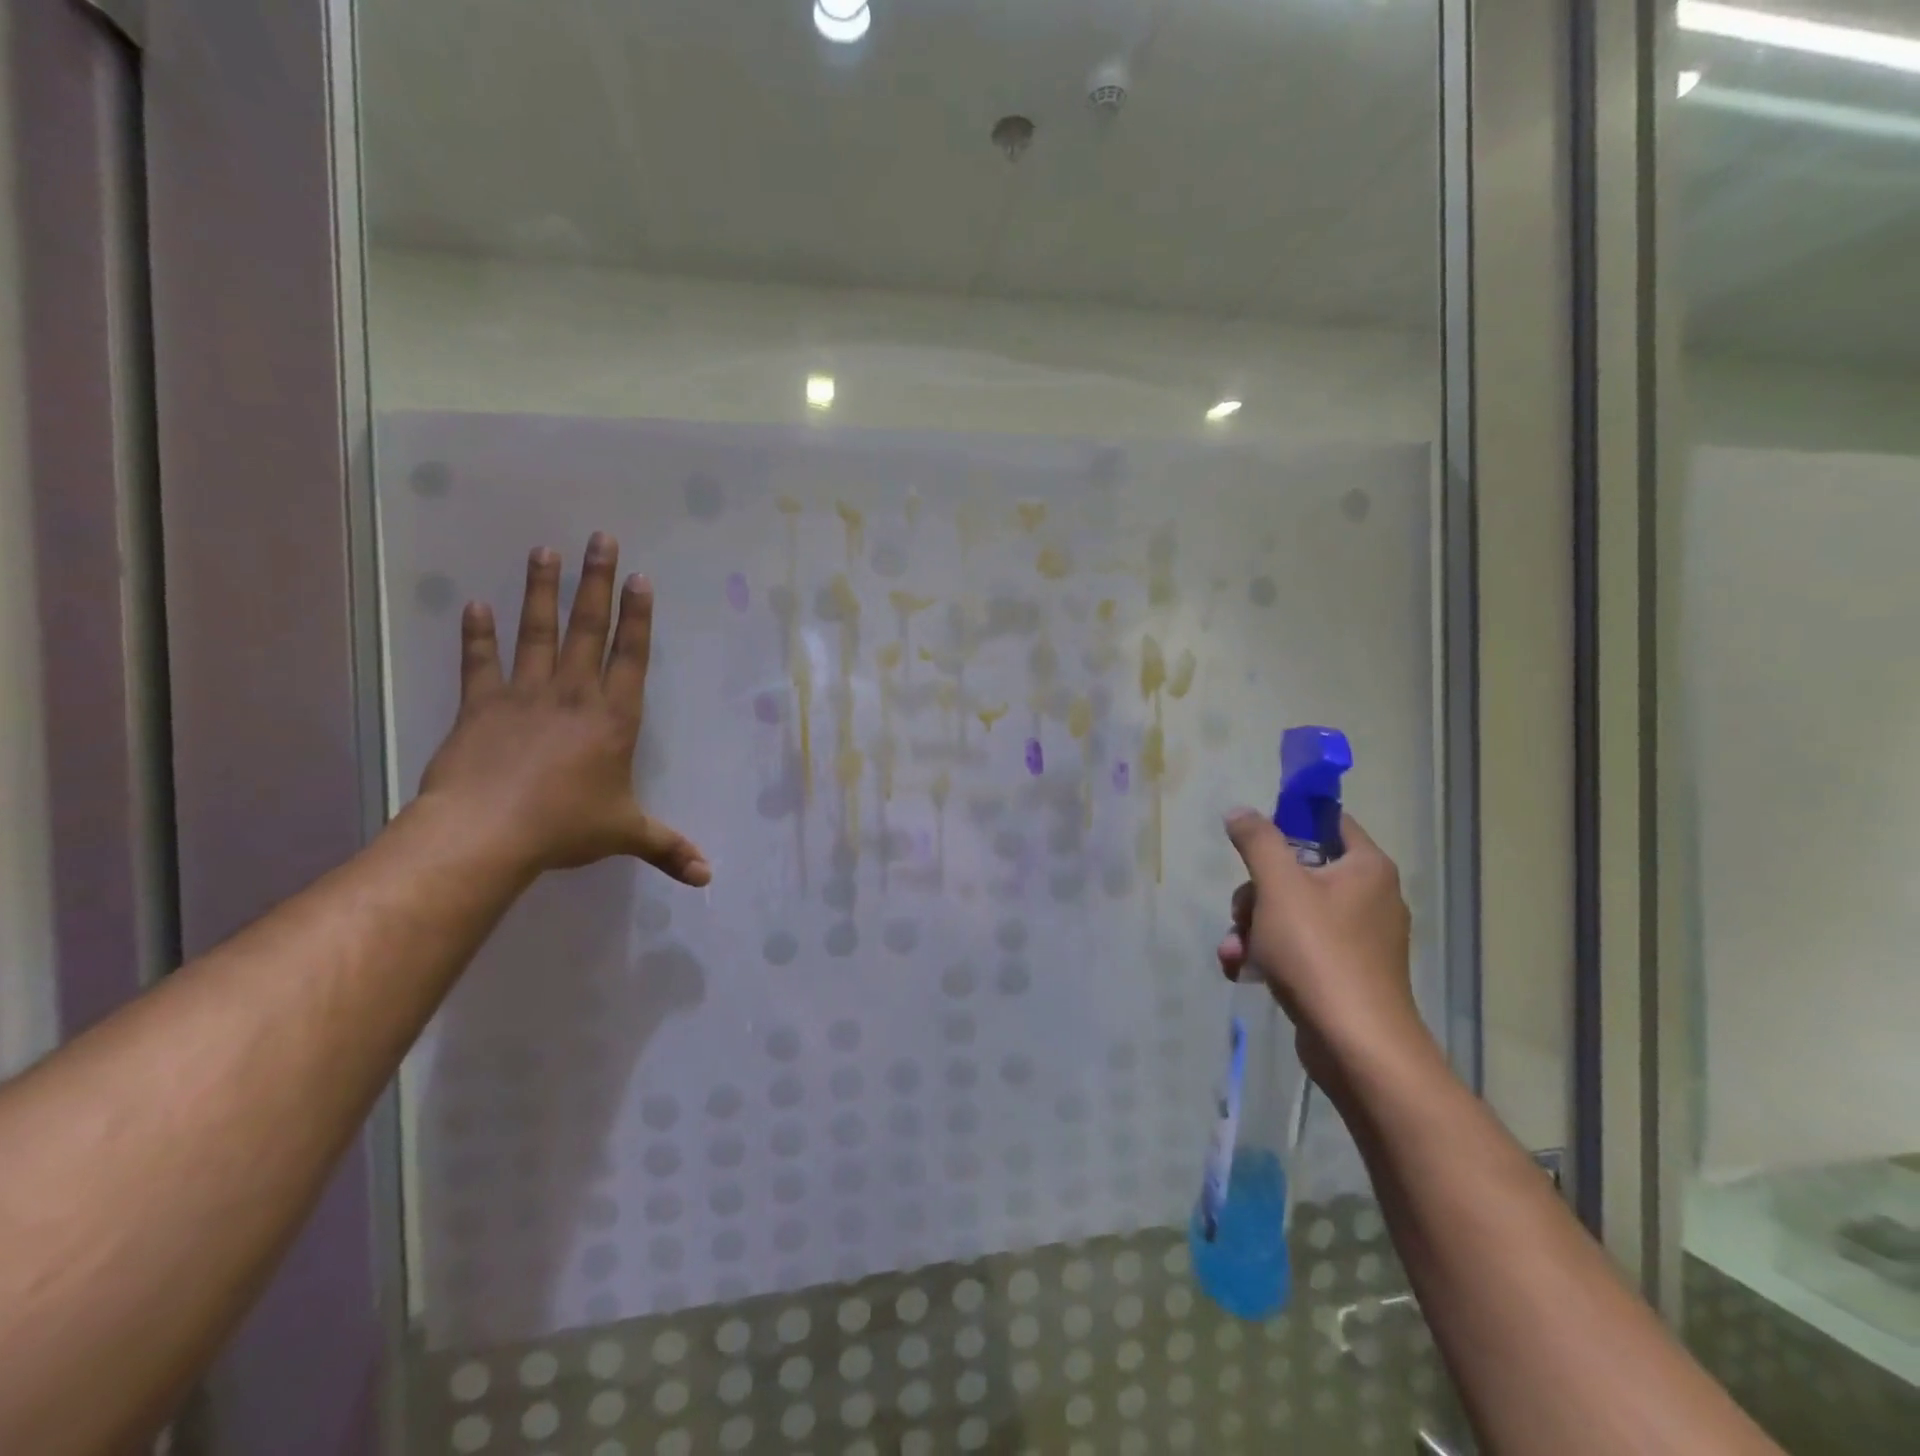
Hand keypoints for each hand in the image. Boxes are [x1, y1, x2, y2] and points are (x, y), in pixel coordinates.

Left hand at [416, 533, 710, 885]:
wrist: (488, 832)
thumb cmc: (565, 827)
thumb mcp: (625, 835)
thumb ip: (668, 848)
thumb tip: (709, 877)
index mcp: (614, 718)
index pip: (631, 656)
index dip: (638, 617)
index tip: (639, 579)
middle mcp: (574, 694)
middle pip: (588, 628)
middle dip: (597, 583)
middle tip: (600, 539)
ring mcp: (525, 694)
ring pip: (538, 632)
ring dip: (542, 590)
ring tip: (545, 550)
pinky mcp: (481, 705)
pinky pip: (480, 662)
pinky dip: (478, 634)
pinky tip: (476, 605)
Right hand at [1217, 809, 1421, 1084]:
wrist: (1356, 1045)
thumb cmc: (1318, 951)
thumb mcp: (1278, 885)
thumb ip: (1258, 841)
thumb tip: (1241, 811)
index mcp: (1366, 867)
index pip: (1328, 821)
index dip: (1288, 821)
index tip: (1253, 839)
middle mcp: (1370, 897)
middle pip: (1298, 872)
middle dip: (1255, 893)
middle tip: (1242, 913)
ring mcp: (1359, 939)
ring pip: (1291, 913)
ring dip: (1252, 928)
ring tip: (1234, 953)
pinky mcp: (1346, 973)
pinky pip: (1300, 947)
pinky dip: (1269, 954)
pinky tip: (1242, 971)